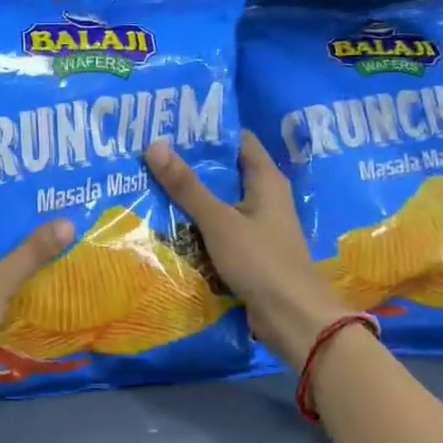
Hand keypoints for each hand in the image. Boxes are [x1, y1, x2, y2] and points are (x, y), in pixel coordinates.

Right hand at [145, 131, 347, 365]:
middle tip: (149, 155)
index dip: (206, 130)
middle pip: (224, 171)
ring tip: (149, 184)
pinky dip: (197, 225)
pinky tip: (166, 224)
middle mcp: (264, 197)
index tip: (171, 125)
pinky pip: (218, 230)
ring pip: (218, 202)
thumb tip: (155, 144)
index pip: (236, 140)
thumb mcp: (219, 220)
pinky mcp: (249, 251)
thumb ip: (187, 186)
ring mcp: (257, 226)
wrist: (293, 318)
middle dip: (190, 165)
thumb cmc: (261, 260)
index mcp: (266, 179)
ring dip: (190, 197)